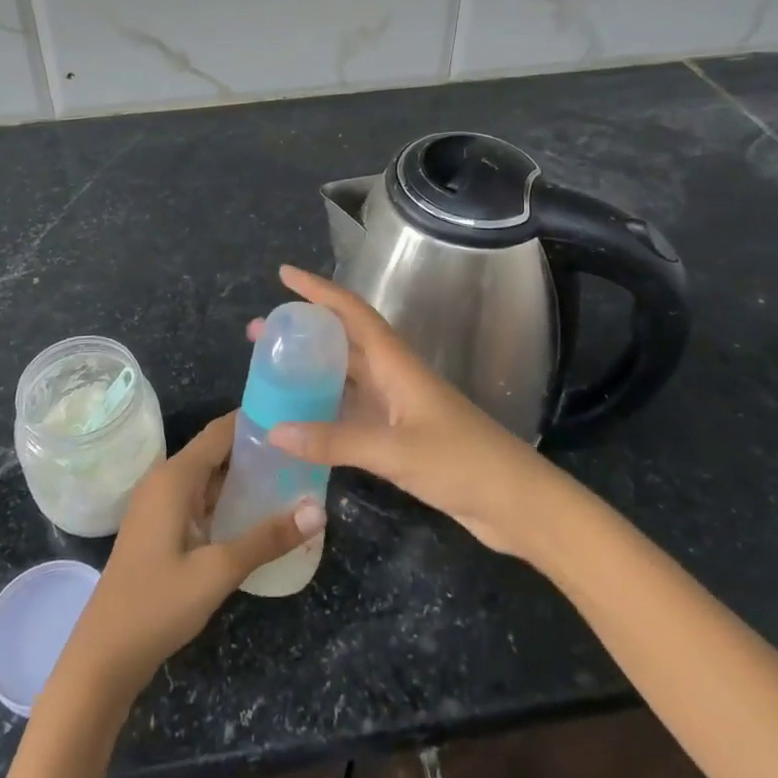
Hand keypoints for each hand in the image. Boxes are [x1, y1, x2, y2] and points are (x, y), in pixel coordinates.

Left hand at [62, 413, 324, 697]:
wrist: (104, 657)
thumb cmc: (156, 604)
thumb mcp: (217, 571)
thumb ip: (267, 538)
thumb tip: (319, 510)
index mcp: (174, 477)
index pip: (220, 432)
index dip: (255, 421)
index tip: (295, 417)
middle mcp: (165, 482)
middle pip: (216, 452)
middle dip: (256, 451)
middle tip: (303, 454)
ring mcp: (160, 507)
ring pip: (209, 479)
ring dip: (244, 479)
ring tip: (292, 480)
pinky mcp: (160, 530)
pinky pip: (200, 502)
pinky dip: (228, 502)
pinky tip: (258, 516)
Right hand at [258, 265, 559, 558]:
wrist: (516, 504)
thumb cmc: (462, 462)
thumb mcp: (395, 450)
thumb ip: (335, 440)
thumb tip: (273, 430)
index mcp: (396, 362)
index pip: (351, 312)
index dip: (318, 290)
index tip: (284, 274)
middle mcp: (393, 375)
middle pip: (342, 341)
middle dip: (303, 331)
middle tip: (260, 332)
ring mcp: (397, 406)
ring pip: (345, 377)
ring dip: (310, 370)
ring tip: (270, 372)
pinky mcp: (399, 436)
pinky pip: (352, 412)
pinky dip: (324, 410)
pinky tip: (300, 422)